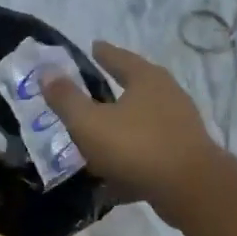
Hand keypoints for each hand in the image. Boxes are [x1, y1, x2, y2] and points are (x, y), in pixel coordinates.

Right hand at [42, 41, 224, 218]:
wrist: (189, 188)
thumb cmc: (136, 147)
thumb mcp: (89, 123)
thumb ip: (66, 99)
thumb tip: (47, 72)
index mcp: (147, 79)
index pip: (120, 58)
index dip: (104, 53)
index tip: (94, 47)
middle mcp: (168, 95)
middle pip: (137, 88)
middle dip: (116, 90)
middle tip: (94, 91)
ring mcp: (180, 126)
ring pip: (143, 123)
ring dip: (123, 129)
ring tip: (100, 138)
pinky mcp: (184, 156)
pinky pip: (149, 153)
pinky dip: (131, 160)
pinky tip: (114, 179)